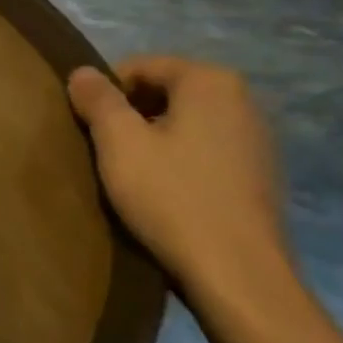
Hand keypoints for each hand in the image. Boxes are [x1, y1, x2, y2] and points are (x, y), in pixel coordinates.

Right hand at [67, 57, 295, 317]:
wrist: (238, 276)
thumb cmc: (172, 197)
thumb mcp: (119, 142)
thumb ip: (97, 99)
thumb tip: (82, 72)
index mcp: (210, 82)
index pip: (140, 66)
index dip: (105, 92)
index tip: (88, 127)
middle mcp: (242, 100)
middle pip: (164, 92)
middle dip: (129, 115)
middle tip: (104, 151)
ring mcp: (256, 139)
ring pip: (184, 123)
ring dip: (152, 139)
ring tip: (130, 174)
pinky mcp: (259, 175)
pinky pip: (204, 151)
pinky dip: (178, 162)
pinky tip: (163, 193)